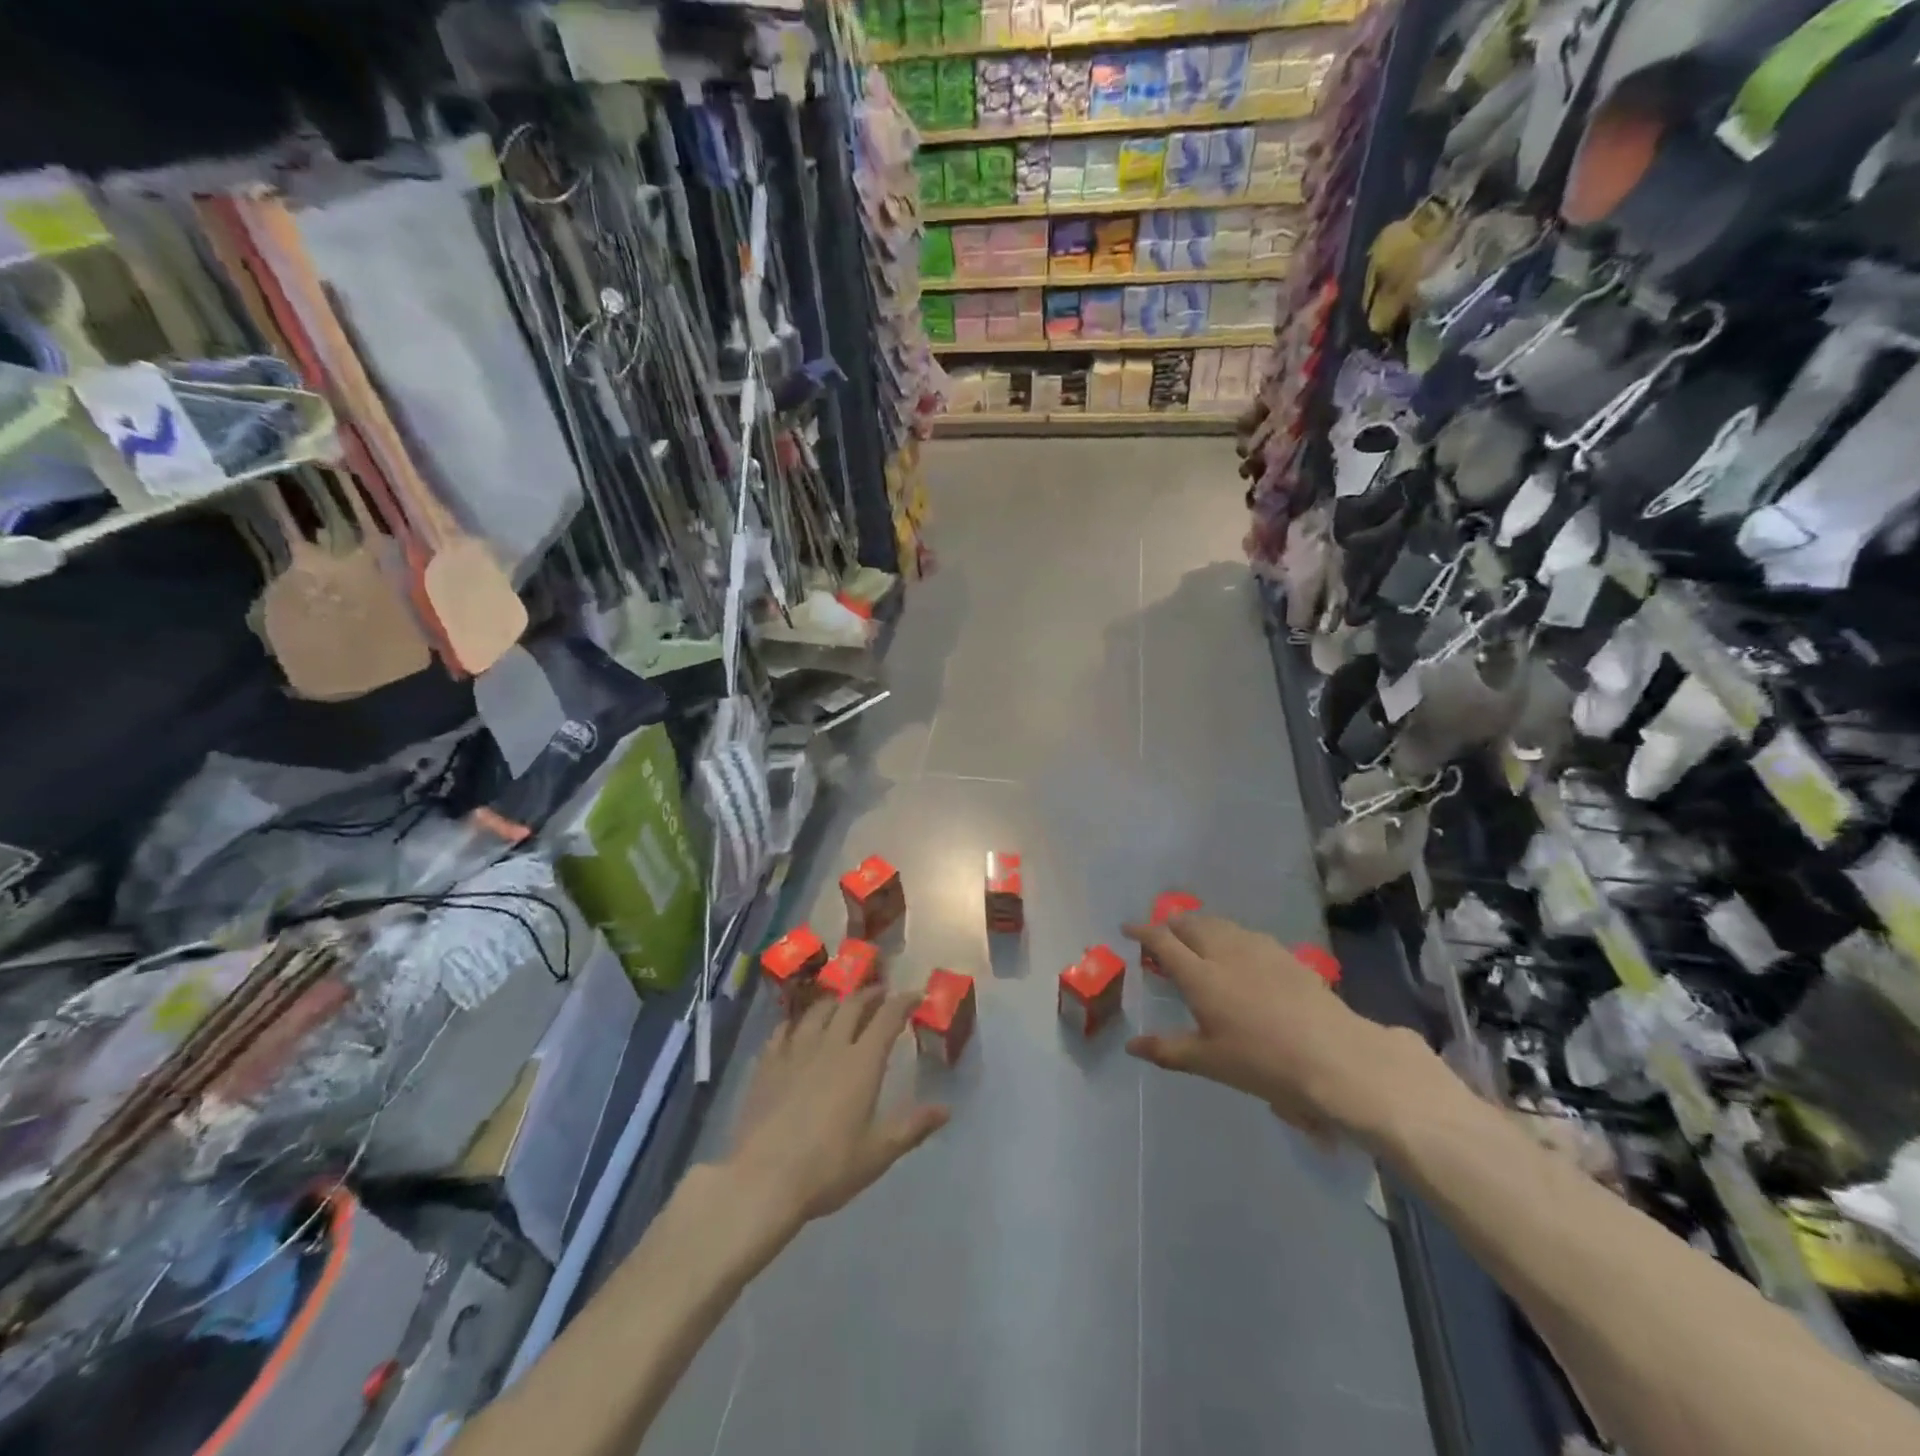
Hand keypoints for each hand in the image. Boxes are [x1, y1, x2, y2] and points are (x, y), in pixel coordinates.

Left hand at [725, 990, 949, 1230]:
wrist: (762, 1180)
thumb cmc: (828, 1167)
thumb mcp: (878, 1153)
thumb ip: (912, 1127)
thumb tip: (946, 1109)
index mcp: (862, 1062)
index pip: (888, 1017)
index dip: (903, 1001)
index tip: (915, 994)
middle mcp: (831, 1045)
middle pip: (852, 1005)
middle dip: (870, 994)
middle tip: (881, 993)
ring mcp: (795, 1050)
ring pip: (818, 1011)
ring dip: (835, 1001)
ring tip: (842, 1004)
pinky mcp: (767, 1064)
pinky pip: (784, 1029)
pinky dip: (798, 1022)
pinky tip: (797, 1028)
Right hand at [1124, 913, 1410, 1139]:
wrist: (1335, 1057)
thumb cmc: (1263, 1063)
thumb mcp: (1209, 1062)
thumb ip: (1167, 1049)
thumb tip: (1131, 1045)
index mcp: (1199, 976)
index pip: (1162, 941)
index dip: (1142, 931)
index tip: (1127, 929)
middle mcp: (1224, 952)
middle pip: (1190, 924)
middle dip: (1170, 924)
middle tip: (1161, 935)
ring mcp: (1257, 949)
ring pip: (1219, 924)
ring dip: (1199, 925)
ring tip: (1193, 937)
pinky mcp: (1284, 954)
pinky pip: (1245, 933)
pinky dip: (1228, 934)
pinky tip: (1236, 950)